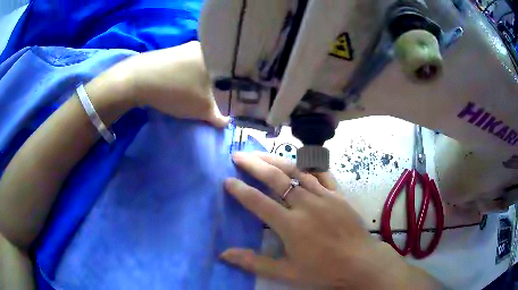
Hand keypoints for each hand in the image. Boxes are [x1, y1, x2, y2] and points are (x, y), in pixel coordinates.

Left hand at [106, 41, 228, 126]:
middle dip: (216, 84)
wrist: (137, 80)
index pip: (232, 70)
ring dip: (200, 80)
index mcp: (214, 54)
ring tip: (196, 94)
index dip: (233, 86)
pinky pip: (185, 65)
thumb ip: (218, 116)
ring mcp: (183, 47)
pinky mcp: (169, 53)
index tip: (230, 98)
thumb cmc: (175, 91)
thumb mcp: (201, 109)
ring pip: (200, 66)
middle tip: (213, 98)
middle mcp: (201, 46)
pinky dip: (187, 76)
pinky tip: (180, 86)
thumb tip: (227, 122)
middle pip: (216, 68)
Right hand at [221, 152, 441, 288]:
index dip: (240, 190)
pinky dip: (308, 164)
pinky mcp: (338, 194)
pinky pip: (322, 173)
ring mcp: (324, 196)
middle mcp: (306, 205)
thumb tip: (224, 255)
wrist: (360, 262)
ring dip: (276, 160)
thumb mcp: (286, 272)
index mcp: (291, 226)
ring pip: (296, 170)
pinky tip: (299, 158)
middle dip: (254, 165)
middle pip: (276, 178)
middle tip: (238, 155)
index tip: (227, 180)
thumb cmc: (323, 270)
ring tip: (260, 153)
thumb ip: (254, 262)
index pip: (258, 203)